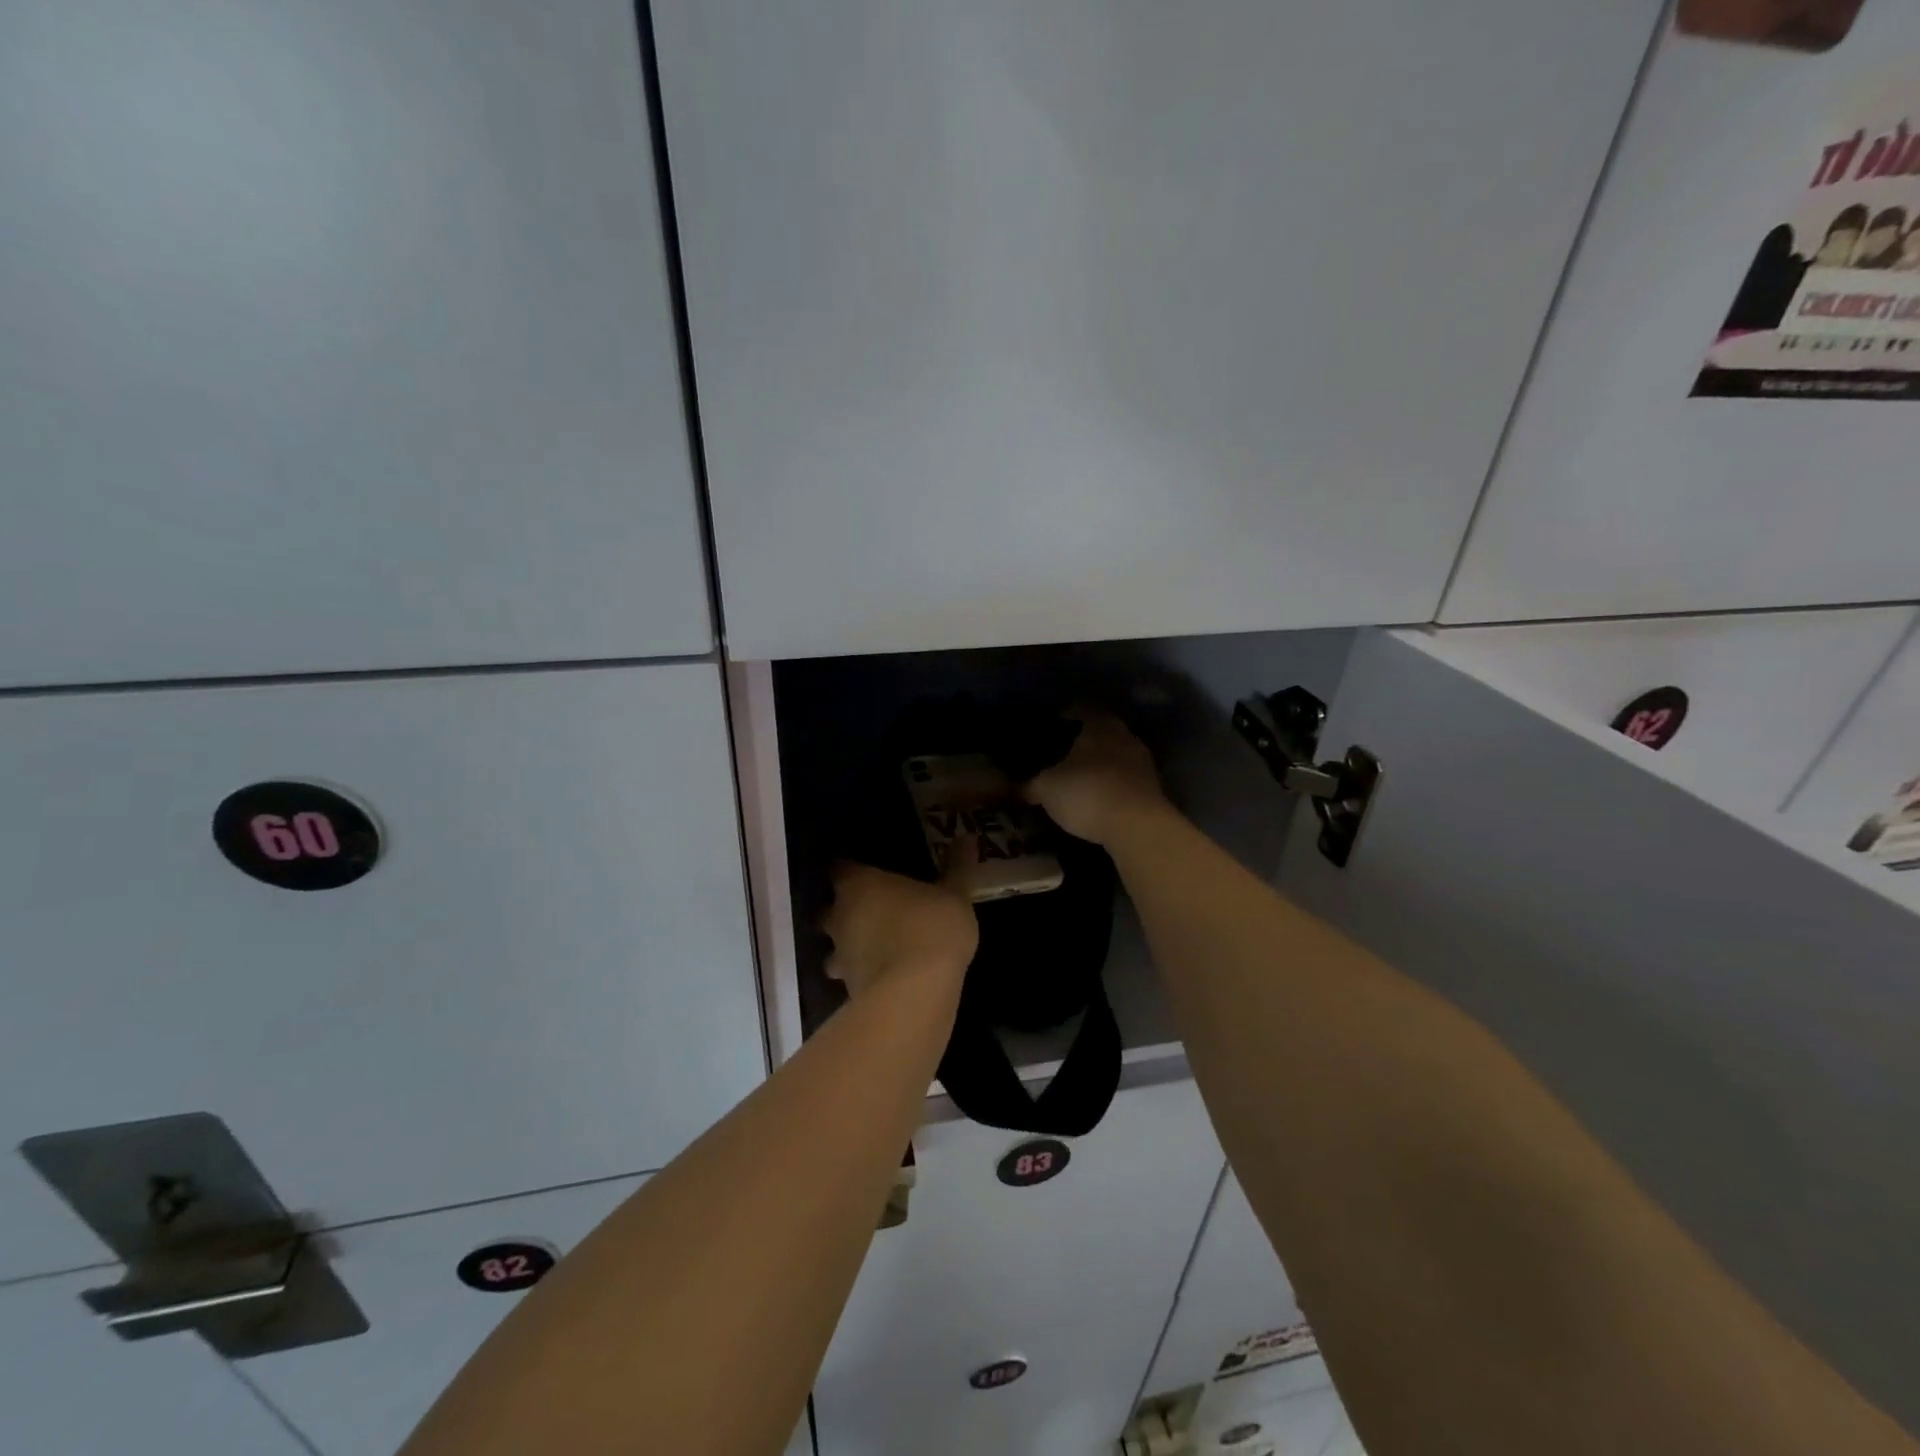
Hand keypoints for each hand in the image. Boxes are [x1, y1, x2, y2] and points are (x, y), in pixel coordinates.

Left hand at [822, 855, 978, 998]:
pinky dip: (862, 973)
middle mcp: (840, 915)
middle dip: (843, 909)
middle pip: (829, 908)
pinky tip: (883, 975)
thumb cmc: (932, 927)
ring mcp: (841, 954)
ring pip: (834, 946)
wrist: (916, 991)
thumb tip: (967, 837)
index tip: (864, 870)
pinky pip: (851, 975)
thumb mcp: (954, 894)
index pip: (840, 868)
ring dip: (848, 946)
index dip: (850, 869)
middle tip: (870, 908)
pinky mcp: (848, 988)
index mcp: (859, 884)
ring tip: (873, 946)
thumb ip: (957, 867)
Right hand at [1023, 712, 1168, 846]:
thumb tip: (1015, 788)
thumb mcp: (1047, 789)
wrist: (1138, 827)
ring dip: (1099, 764)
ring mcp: (1142, 762)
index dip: (1063, 716)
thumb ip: (1030, 784)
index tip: (1048, 726)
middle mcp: (1124, 735)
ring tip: (1077, 777)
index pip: (1080, 709)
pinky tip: (1097, 797)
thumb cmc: (1087, 793)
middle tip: (1060, 754)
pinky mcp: (1152, 788)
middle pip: (1100, 732)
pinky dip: (1111, 784)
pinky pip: (1124, 779)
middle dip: (1082, 742)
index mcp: (1099, 724)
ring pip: (1114, 756)